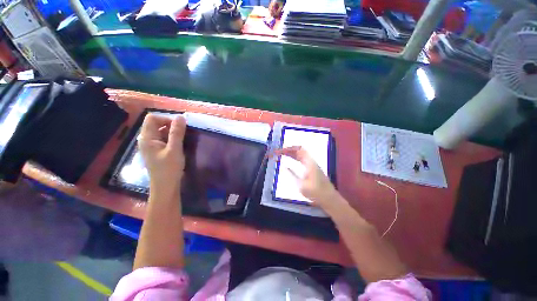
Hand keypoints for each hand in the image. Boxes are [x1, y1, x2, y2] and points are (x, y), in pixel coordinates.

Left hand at [138, 114, 186, 196]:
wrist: (165, 187)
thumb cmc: (169, 169)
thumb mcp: (175, 149)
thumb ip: (177, 133)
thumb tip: (181, 117)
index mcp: (147, 138)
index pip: (152, 118)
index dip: (166, 119)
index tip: (179, 126)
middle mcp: (146, 139)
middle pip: (155, 123)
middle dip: (170, 124)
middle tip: (183, 132)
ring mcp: (150, 145)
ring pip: (160, 131)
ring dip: (171, 131)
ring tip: (182, 138)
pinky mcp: (156, 150)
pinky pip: (162, 138)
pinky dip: (171, 138)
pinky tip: (178, 144)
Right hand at [274, 146, 340, 209]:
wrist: (329, 199)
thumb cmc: (316, 192)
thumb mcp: (302, 185)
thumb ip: (293, 174)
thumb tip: (285, 166)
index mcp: (309, 163)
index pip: (298, 150)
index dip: (289, 149)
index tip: (280, 151)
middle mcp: (311, 161)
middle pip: (299, 151)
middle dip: (288, 150)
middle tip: (279, 152)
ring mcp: (312, 165)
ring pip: (301, 155)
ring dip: (291, 153)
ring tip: (282, 154)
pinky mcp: (312, 169)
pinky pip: (302, 160)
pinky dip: (295, 158)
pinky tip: (291, 160)